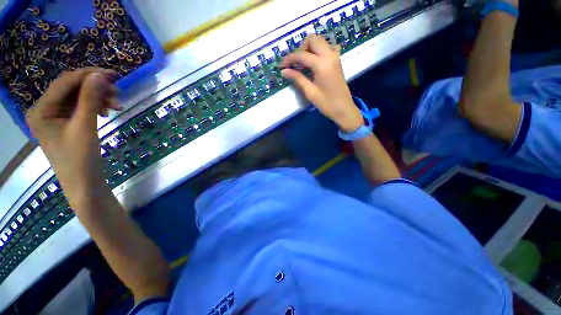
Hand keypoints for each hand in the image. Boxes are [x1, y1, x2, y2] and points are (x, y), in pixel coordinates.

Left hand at [26, 68, 121, 204]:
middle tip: (118, 94)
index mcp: (41, 110)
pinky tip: (106, 111)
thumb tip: (99, 75)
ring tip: (116, 105)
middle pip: (72, 89)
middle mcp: (45, 110)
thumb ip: (90, 99)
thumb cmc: (80, 159)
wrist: (84, 184)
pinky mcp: (67, 123)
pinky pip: (81, 107)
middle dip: (95, 89)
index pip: (64, 83)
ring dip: (98, 98)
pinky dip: (96, 106)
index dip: (88, 75)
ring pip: (79, 98)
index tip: (112, 74)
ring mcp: (56, 117)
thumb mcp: (85, 127)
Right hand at [281, 35, 362, 131]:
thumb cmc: (326, 104)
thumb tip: (284, 71)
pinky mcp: (338, 61)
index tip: (282, 66)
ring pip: (321, 41)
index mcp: (322, 64)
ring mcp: (335, 57)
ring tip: (304, 63)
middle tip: (295, 64)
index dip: (289, 59)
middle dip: (301, 48)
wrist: (344, 109)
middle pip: (313, 39)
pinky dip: (320, 50)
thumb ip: (297, 78)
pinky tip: (316, 62)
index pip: (302, 55)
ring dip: (310, 48)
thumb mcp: (310, 92)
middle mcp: (330, 55)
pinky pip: (329, 47)